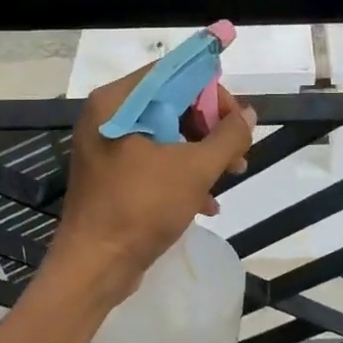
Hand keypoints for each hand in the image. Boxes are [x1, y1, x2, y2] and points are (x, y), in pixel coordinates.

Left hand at [48, 67, 255, 305]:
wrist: (93, 268)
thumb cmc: (140, 208)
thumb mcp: (194, 169)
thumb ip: (227, 136)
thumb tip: (248, 114)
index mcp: (117, 101)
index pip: (173, 73)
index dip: (210, 91)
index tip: (236, 118)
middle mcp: (108, 115)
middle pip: (171, 102)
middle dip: (210, 127)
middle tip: (237, 151)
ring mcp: (108, 145)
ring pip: (166, 132)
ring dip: (202, 152)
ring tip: (232, 174)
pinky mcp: (112, 173)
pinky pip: (153, 158)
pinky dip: (181, 172)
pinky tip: (207, 202)